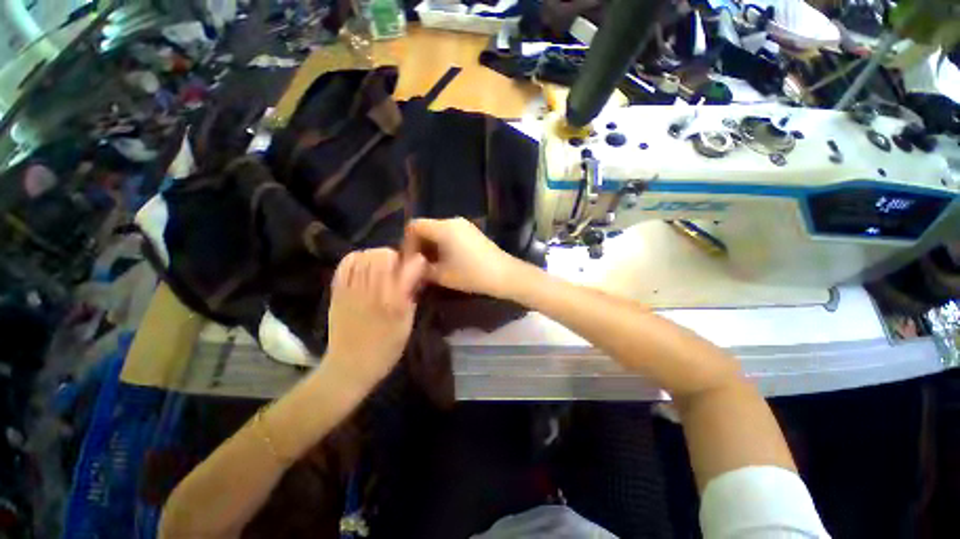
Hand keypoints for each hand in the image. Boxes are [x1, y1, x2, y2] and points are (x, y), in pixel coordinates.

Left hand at [324, 248, 426, 391]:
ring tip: (380, 265)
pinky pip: (345, 265)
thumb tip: (416, 276)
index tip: (419, 264)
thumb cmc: (385, 349)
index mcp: (395, 302)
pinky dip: (355, 258)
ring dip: (376, 255)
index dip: (417, 261)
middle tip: (397, 266)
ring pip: (364, 256)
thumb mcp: (407, 325)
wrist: (349, 367)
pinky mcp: (337, 293)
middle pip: (383, 255)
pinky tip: (363, 265)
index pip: (409, 268)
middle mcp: (374, 292)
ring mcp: (352, 291)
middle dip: (394, 255)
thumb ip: (411, 298)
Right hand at [403, 218, 518, 297]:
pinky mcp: (473, 232)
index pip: (414, 225)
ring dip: (431, 246)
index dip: (407, 242)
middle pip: (427, 227)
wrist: (504, 274)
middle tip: (418, 265)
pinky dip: (443, 245)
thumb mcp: (442, 275)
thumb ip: (422, 269)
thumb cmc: (471, 274)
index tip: (409, 260)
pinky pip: (450, 234)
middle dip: (419, 245)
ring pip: (438, 231)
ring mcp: (465, 225)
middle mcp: (453, 221)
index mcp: (443, 228)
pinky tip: (446, 261)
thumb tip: (412, 267)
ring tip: (431, 265)